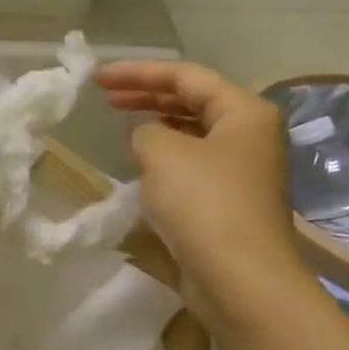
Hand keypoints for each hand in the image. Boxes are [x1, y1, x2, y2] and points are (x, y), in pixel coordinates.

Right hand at [96, 61, 307, 320]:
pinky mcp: (230, 200)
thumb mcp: (162, 153)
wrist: (239, 277)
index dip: (138, 72)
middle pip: (193, 101)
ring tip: (121, 125)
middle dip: (147, 95)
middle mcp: (250, 134)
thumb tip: (145, 136)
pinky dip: (166, 156)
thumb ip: (144, 130)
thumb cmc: (204, 203)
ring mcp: (243, 169)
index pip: (185, 76)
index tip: (98, 78)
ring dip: (157, 125)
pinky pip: (193, 164)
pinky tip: (141, 164)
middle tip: (106, 96)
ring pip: (193, 133)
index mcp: (244, 111)